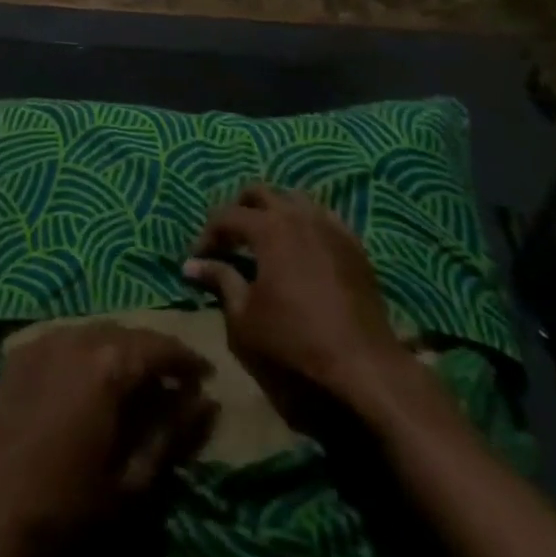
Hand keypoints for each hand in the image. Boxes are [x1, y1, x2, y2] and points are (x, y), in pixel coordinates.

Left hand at [0, 323, 215, 556]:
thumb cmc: (61, 506)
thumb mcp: (129, 482)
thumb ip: (171, 436)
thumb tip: (204, 403)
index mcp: (109, 364)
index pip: (161, 346)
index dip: (187, 360)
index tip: (206, 377)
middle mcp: (77, 337)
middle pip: (128, 334)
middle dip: (154, 354)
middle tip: (173, 383)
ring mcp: (43, 340)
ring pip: (96, 332)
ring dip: (120, 351)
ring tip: (135, 382)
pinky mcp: (19, 353)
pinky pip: (66, 340)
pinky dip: (87, 353)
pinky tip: (90, 382)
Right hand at [183, 184, 413, 420]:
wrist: (363, 364)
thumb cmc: (294, 340)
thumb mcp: (244, 316)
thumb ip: (220, 280)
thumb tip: (192, 265)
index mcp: (268, 228)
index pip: (226, 215)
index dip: (207, 234)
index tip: (198, 259)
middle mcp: (298, 215)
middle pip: (259, 192)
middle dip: (238, 210)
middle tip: (229, 240)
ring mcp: (330, 226)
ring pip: (293, 200)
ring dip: (273, 212)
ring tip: (263, 241)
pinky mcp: (353, 244)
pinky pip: (321, 218)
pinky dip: (303, 225)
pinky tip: (300, 251)